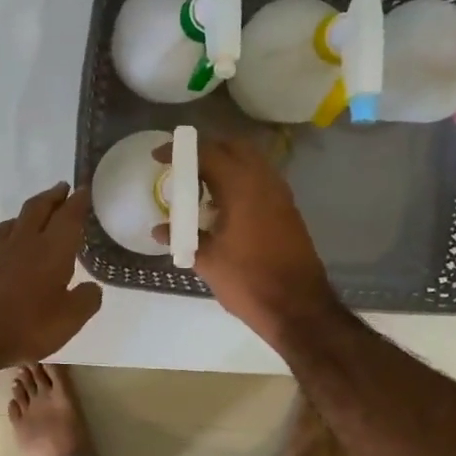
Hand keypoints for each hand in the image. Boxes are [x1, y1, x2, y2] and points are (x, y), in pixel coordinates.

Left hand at [0, 183, 103, 372]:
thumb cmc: (25, 327)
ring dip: (23, 217)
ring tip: (30, 217)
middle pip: (37, 210)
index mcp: (50, 251)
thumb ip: (85, 300)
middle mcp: (21, 244)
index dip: (78, 201)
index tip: (84, 188)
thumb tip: (92, 288)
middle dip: (51, 197)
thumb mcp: (69, 321)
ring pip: (9, 225)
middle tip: (61, 188)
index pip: (68, 217)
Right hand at [154, 135, 338, 342]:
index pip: (207, 153)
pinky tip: (224, 206)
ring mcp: (280, 194)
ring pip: (250, 162)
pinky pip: (260, 180)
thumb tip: (159, 230)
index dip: (179, 151)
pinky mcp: (288, 209)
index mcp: (241, 186)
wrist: (297, 307)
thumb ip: (182, 238)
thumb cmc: (248, 281)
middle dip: (206, 150)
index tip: (158, 156)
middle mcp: (264, 181)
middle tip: (182, 167)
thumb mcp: (206, 261)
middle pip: (233, 147)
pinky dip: (240, 180)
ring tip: (200, 185)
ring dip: (225, 164)